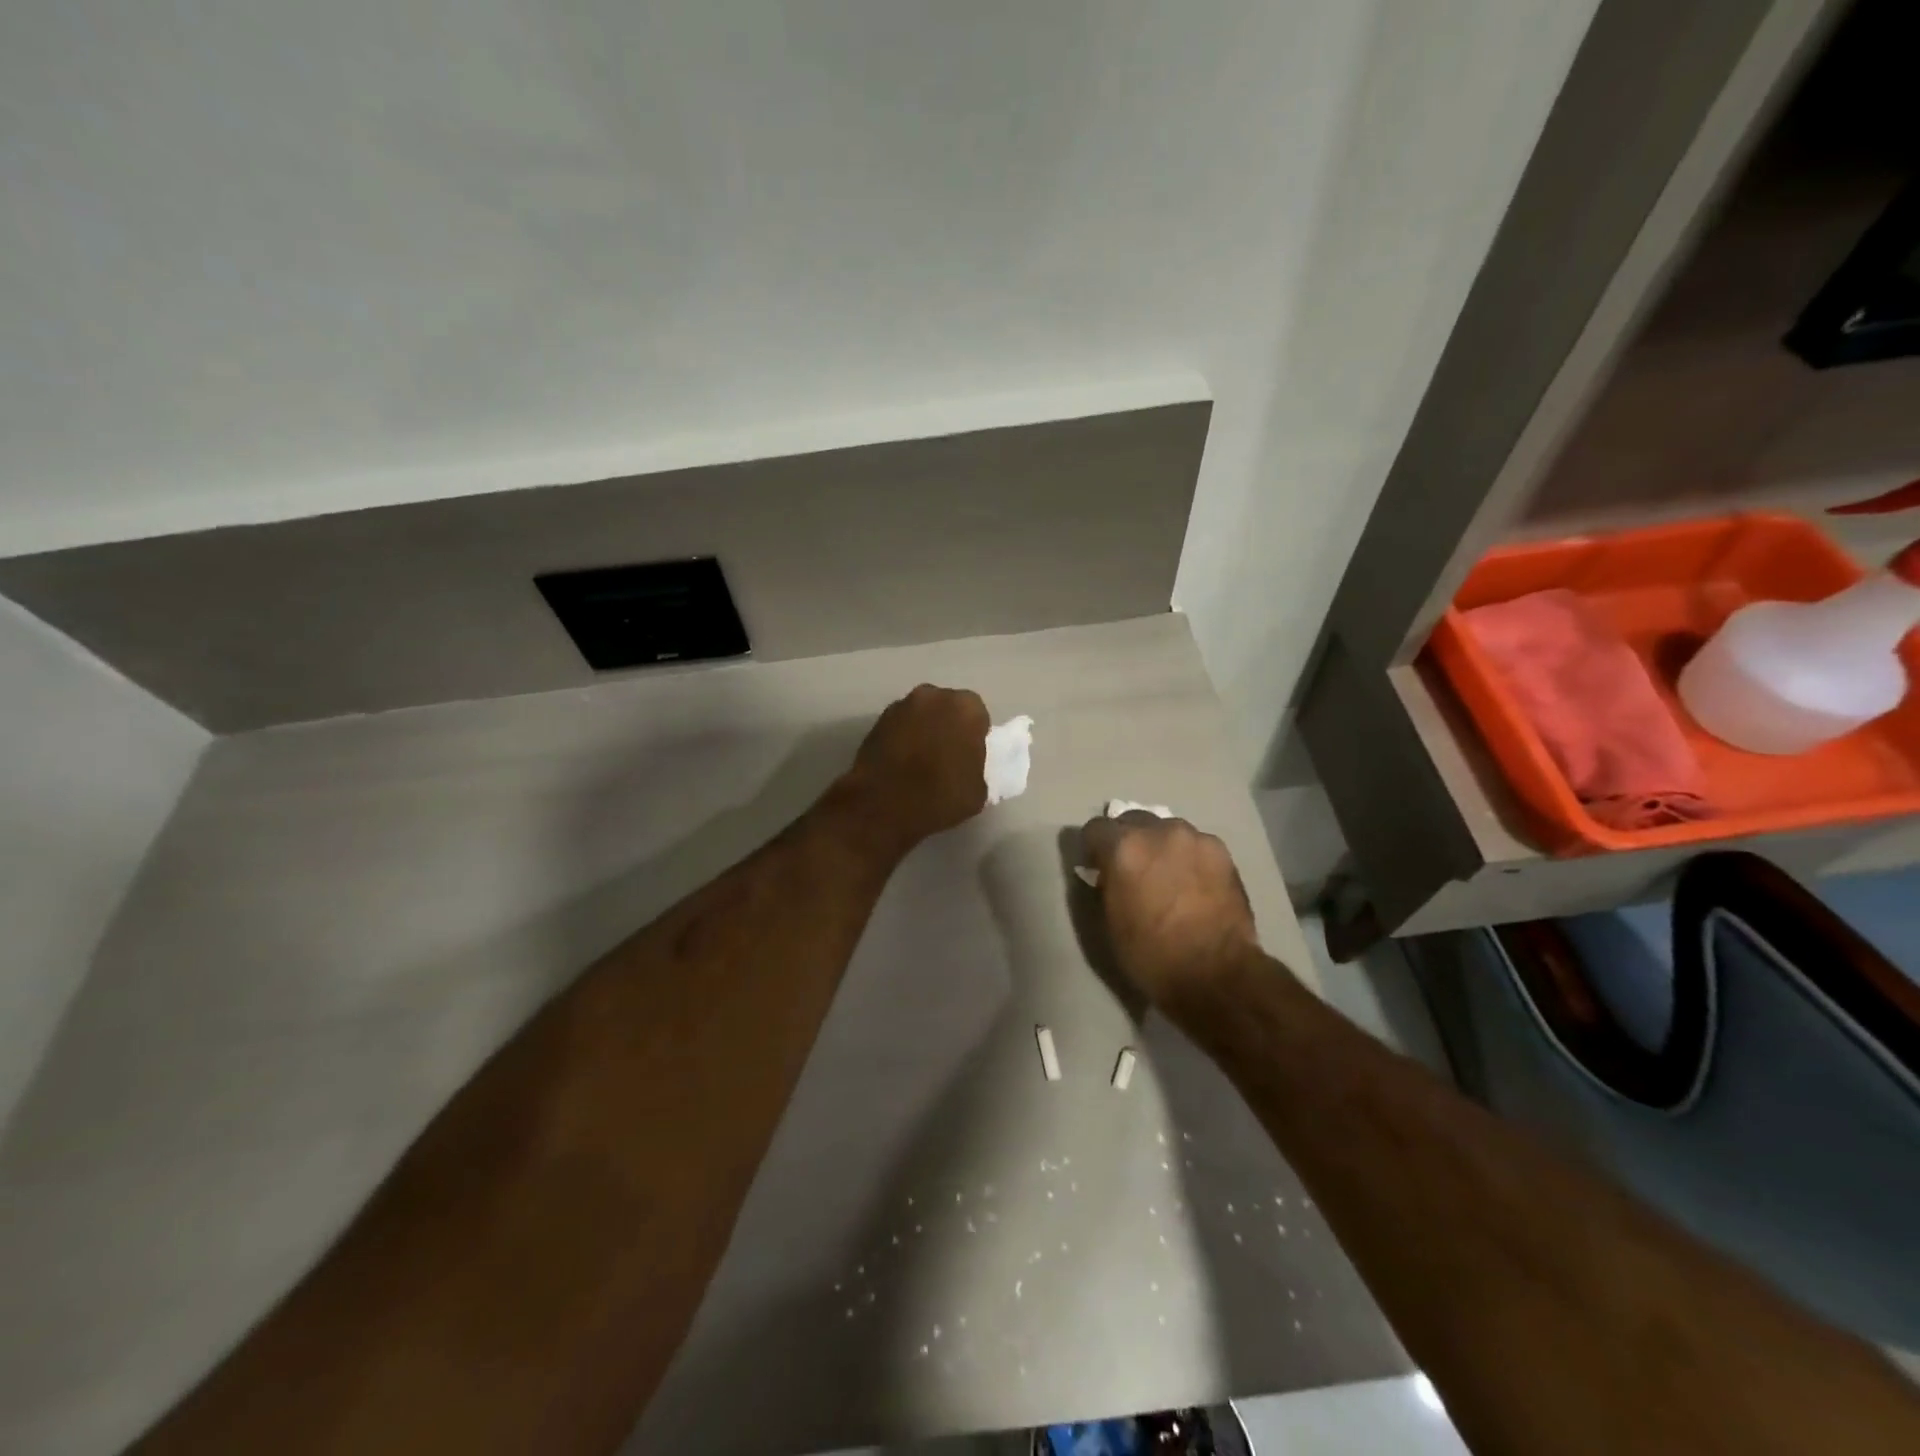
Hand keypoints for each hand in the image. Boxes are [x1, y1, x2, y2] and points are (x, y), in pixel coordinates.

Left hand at [840, 685, 990, 852]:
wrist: (883, 807)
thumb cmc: (940, 797)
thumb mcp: (977, 790)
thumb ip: (975, 765)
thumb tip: (965, 764)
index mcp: (966, 708)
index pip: (977, 716)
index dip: (974, 736)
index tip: (969, 756)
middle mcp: (933, 696)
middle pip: (946, 707)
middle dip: (946, 726)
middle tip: (945, 756)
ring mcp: (900, 706)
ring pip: (919, 715)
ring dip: (922, 730)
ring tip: (919, 762)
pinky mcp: (875, 721)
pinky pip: (897, 727)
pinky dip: (900, 739)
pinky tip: (899, 764)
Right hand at [1079, 812, 1259, 1011]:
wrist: (1216, 973)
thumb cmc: (1152, 954)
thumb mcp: (1111, 920)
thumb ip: (1107, 883)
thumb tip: (1109, 872)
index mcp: (1124, 848)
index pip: (1096, 827)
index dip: (1094, 848)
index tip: (1099, 867)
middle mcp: (1158, 832)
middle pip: (1133, 820)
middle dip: (1128, 840)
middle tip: (1133, 870)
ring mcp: (1194, 838)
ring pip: (1167, 829)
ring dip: (1161, 846)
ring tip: (1169, 876)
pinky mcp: (1221, 850)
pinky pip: (1195, 844)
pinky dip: (1188, 856)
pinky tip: (1194, 883)